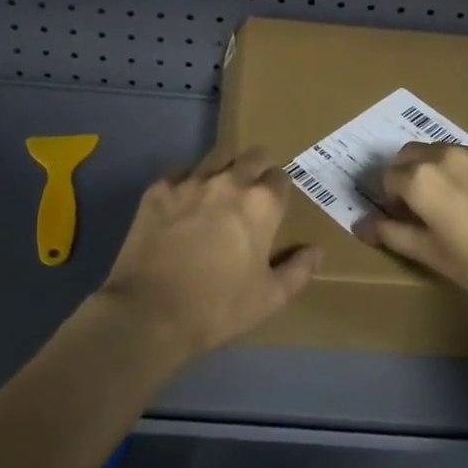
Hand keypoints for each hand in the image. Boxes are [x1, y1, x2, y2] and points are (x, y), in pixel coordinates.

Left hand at [95, 146, 320, 361]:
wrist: (150, 312)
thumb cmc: (218, 308)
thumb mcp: (270, 299)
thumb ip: (299, 270)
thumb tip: (316, 251)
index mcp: (261, 204)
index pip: (281, 178)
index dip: (281, 190)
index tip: (276, 206)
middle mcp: (229, 182)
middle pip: (252, 155)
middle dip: (258, 168)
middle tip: (252, 192)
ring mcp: (190, 182)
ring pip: (216, 157)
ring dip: (224, 169)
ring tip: (219, 192)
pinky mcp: (158, 190)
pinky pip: (179, 172)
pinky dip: (187, 181)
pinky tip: (183, 202)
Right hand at [357, 143, 467, 320]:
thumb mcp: (433, 257)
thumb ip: (394, 234)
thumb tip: (362, 226)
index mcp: (421, 179)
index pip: (387, 177)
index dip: (390, 200)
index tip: (402, 220)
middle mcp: (447, 154)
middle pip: (412, 155)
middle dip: (408, 176)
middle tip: (423, 209)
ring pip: (445, 152)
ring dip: (440, 170)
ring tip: (459, 204)